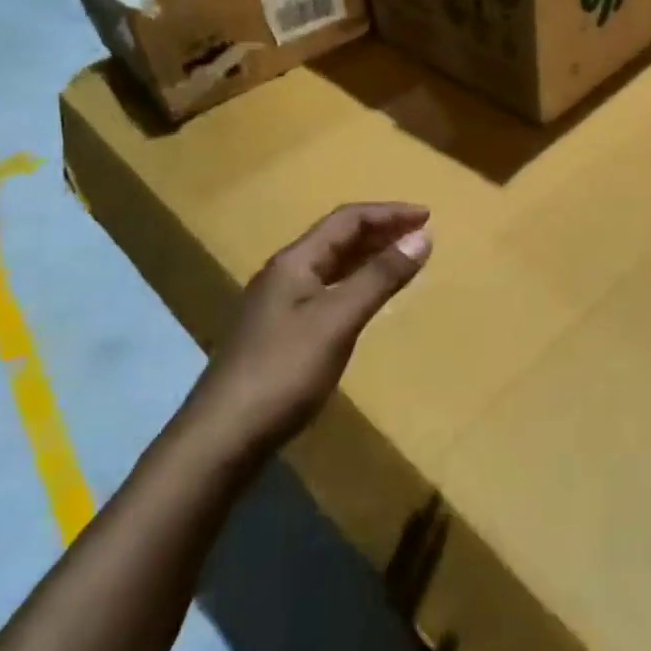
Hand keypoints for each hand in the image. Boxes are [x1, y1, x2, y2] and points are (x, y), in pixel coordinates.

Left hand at [187, 202, 431, 457]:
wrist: (222, 437)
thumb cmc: (284, 371)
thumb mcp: (338, 320)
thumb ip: (380, 277)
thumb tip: (422, 236)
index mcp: (295, 262)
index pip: (347, 220)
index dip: (389, 213)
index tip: (428, 217)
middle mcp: (284, 274)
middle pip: (338, 238)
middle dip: (381, 230)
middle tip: (421, 234)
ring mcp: (279, 304)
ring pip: (332, 265)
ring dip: (369, 255)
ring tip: (403, 257)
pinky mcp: (280, 332)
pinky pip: (327, 289)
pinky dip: (355, 282)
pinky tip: (368, 297)